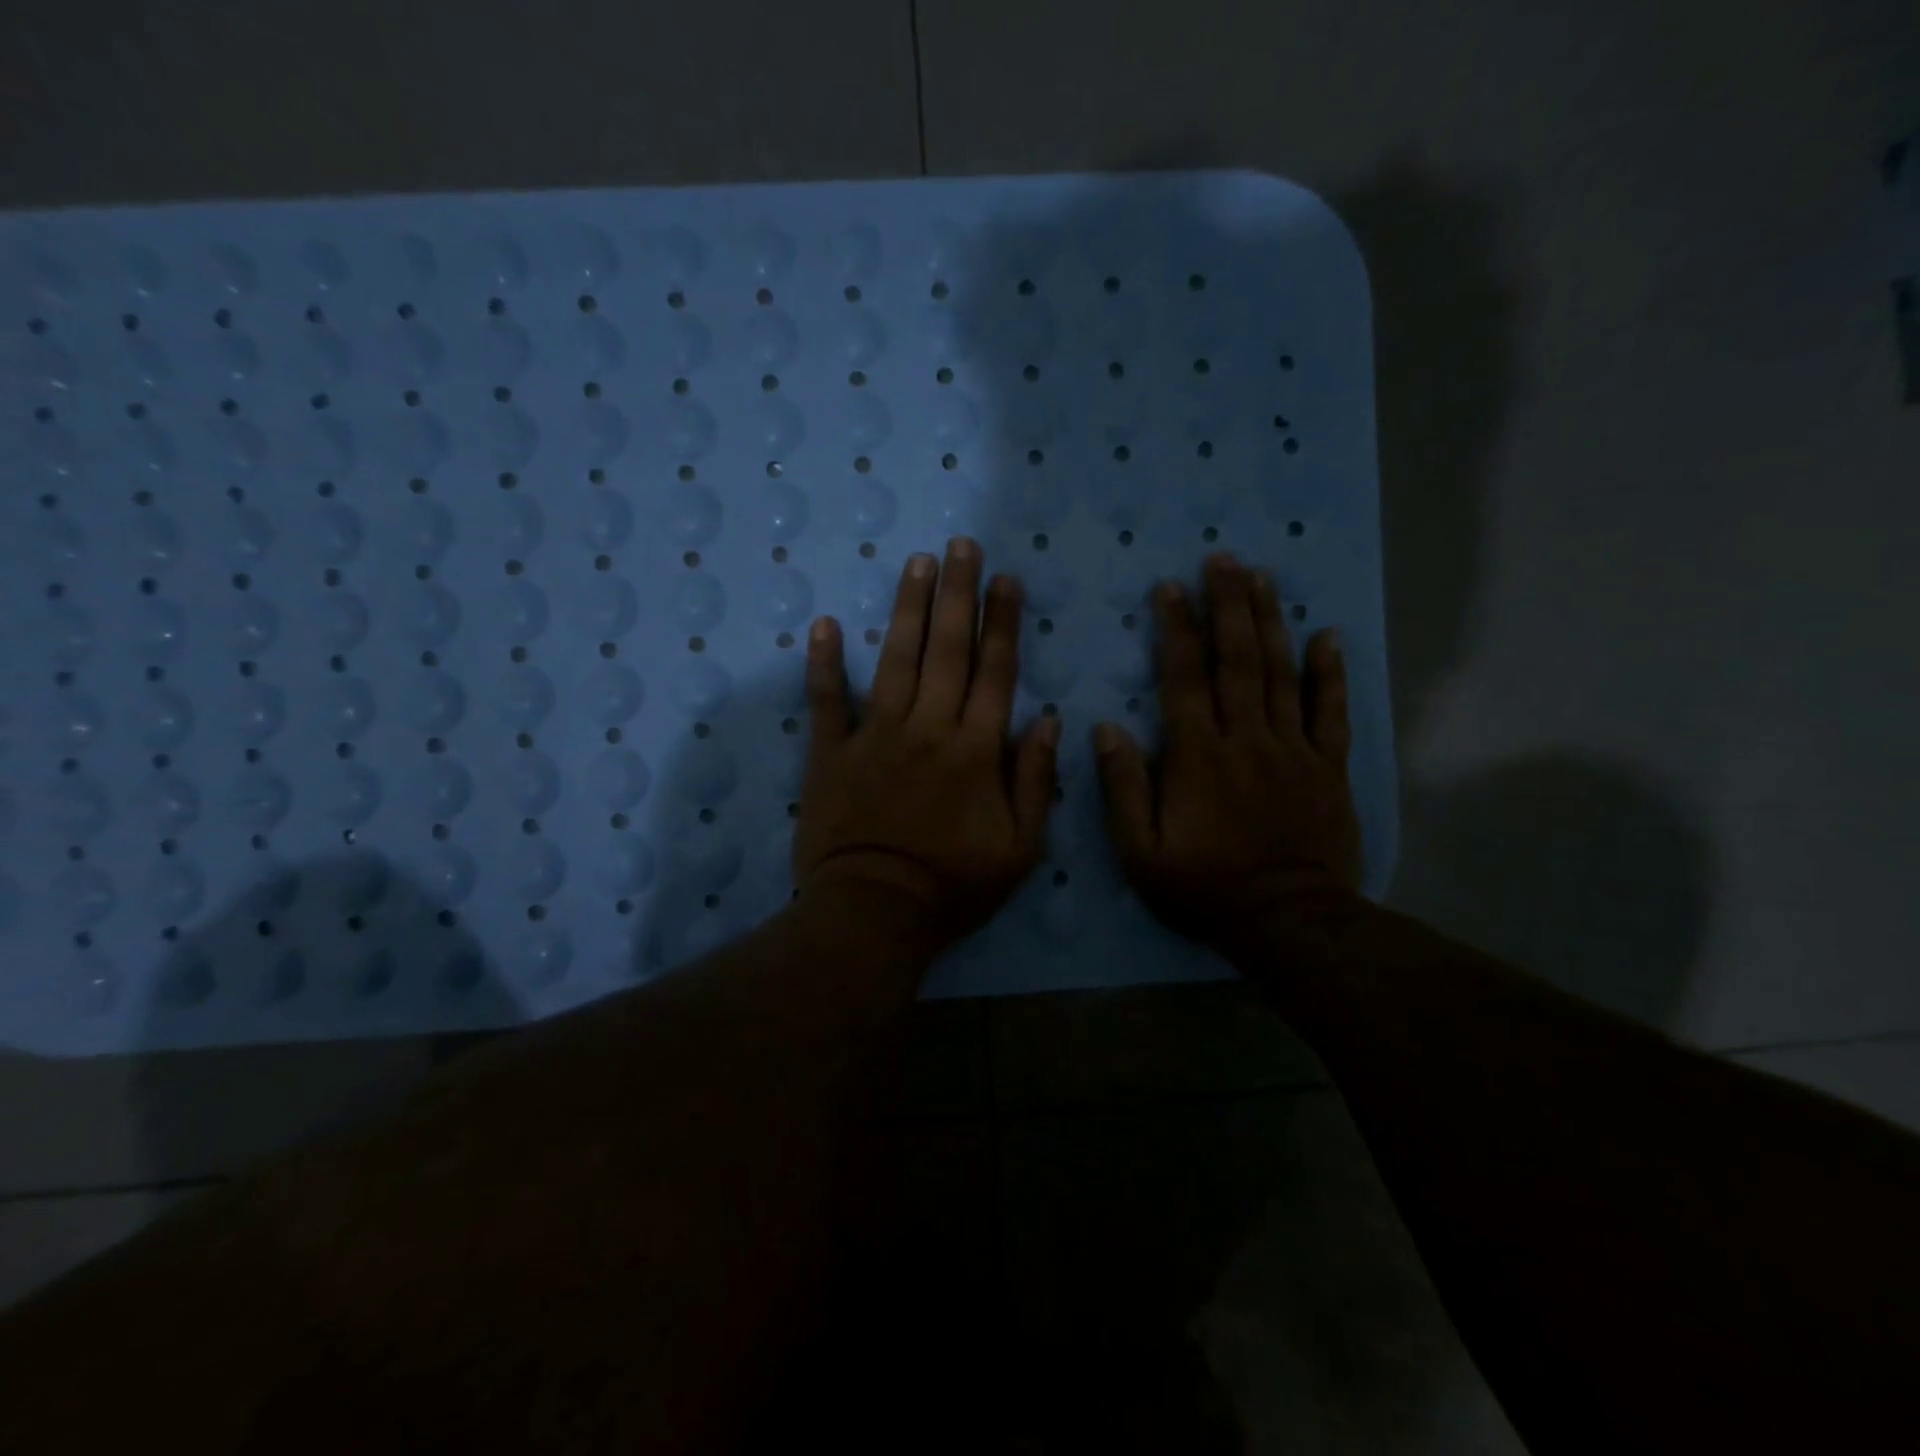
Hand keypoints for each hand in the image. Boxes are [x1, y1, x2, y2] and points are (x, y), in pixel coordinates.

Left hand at [796, 537, 1060, 946]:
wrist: (875, 912)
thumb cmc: (954, 886)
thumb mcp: (1021, 849)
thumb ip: (1037, 781)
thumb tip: (1051, 721)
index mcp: (976, 750)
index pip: (995, 672)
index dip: (1003, 622)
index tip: (1007, 579)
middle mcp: (928, 728)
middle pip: (947, 650)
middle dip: (958, 593)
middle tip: (962, 546)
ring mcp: (875, 736)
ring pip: (897, 660)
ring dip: (908, 608)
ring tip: (917, 562)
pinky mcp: (831, 753)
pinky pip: (827, 701)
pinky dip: (824, 663)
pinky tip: (824, 624)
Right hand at [1094, 554, 1362, 951]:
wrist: (1287, 920)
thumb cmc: (1204, 886)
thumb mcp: (1141, 851)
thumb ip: (1123, 788)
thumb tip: (1105, 729)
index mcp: (1198, 756)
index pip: (1184, 679)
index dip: (1177, 630)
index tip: (1170, 588)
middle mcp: (1246, 739)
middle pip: (1237, 661)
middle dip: (1227, 606)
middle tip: (1223, 559)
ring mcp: (1293, 749)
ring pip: (1280, 673)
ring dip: (1269, 622)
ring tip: (1261, 577)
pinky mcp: (1328, 767)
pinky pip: (1330, 711)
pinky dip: (1329, 672)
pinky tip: (1327, 635)